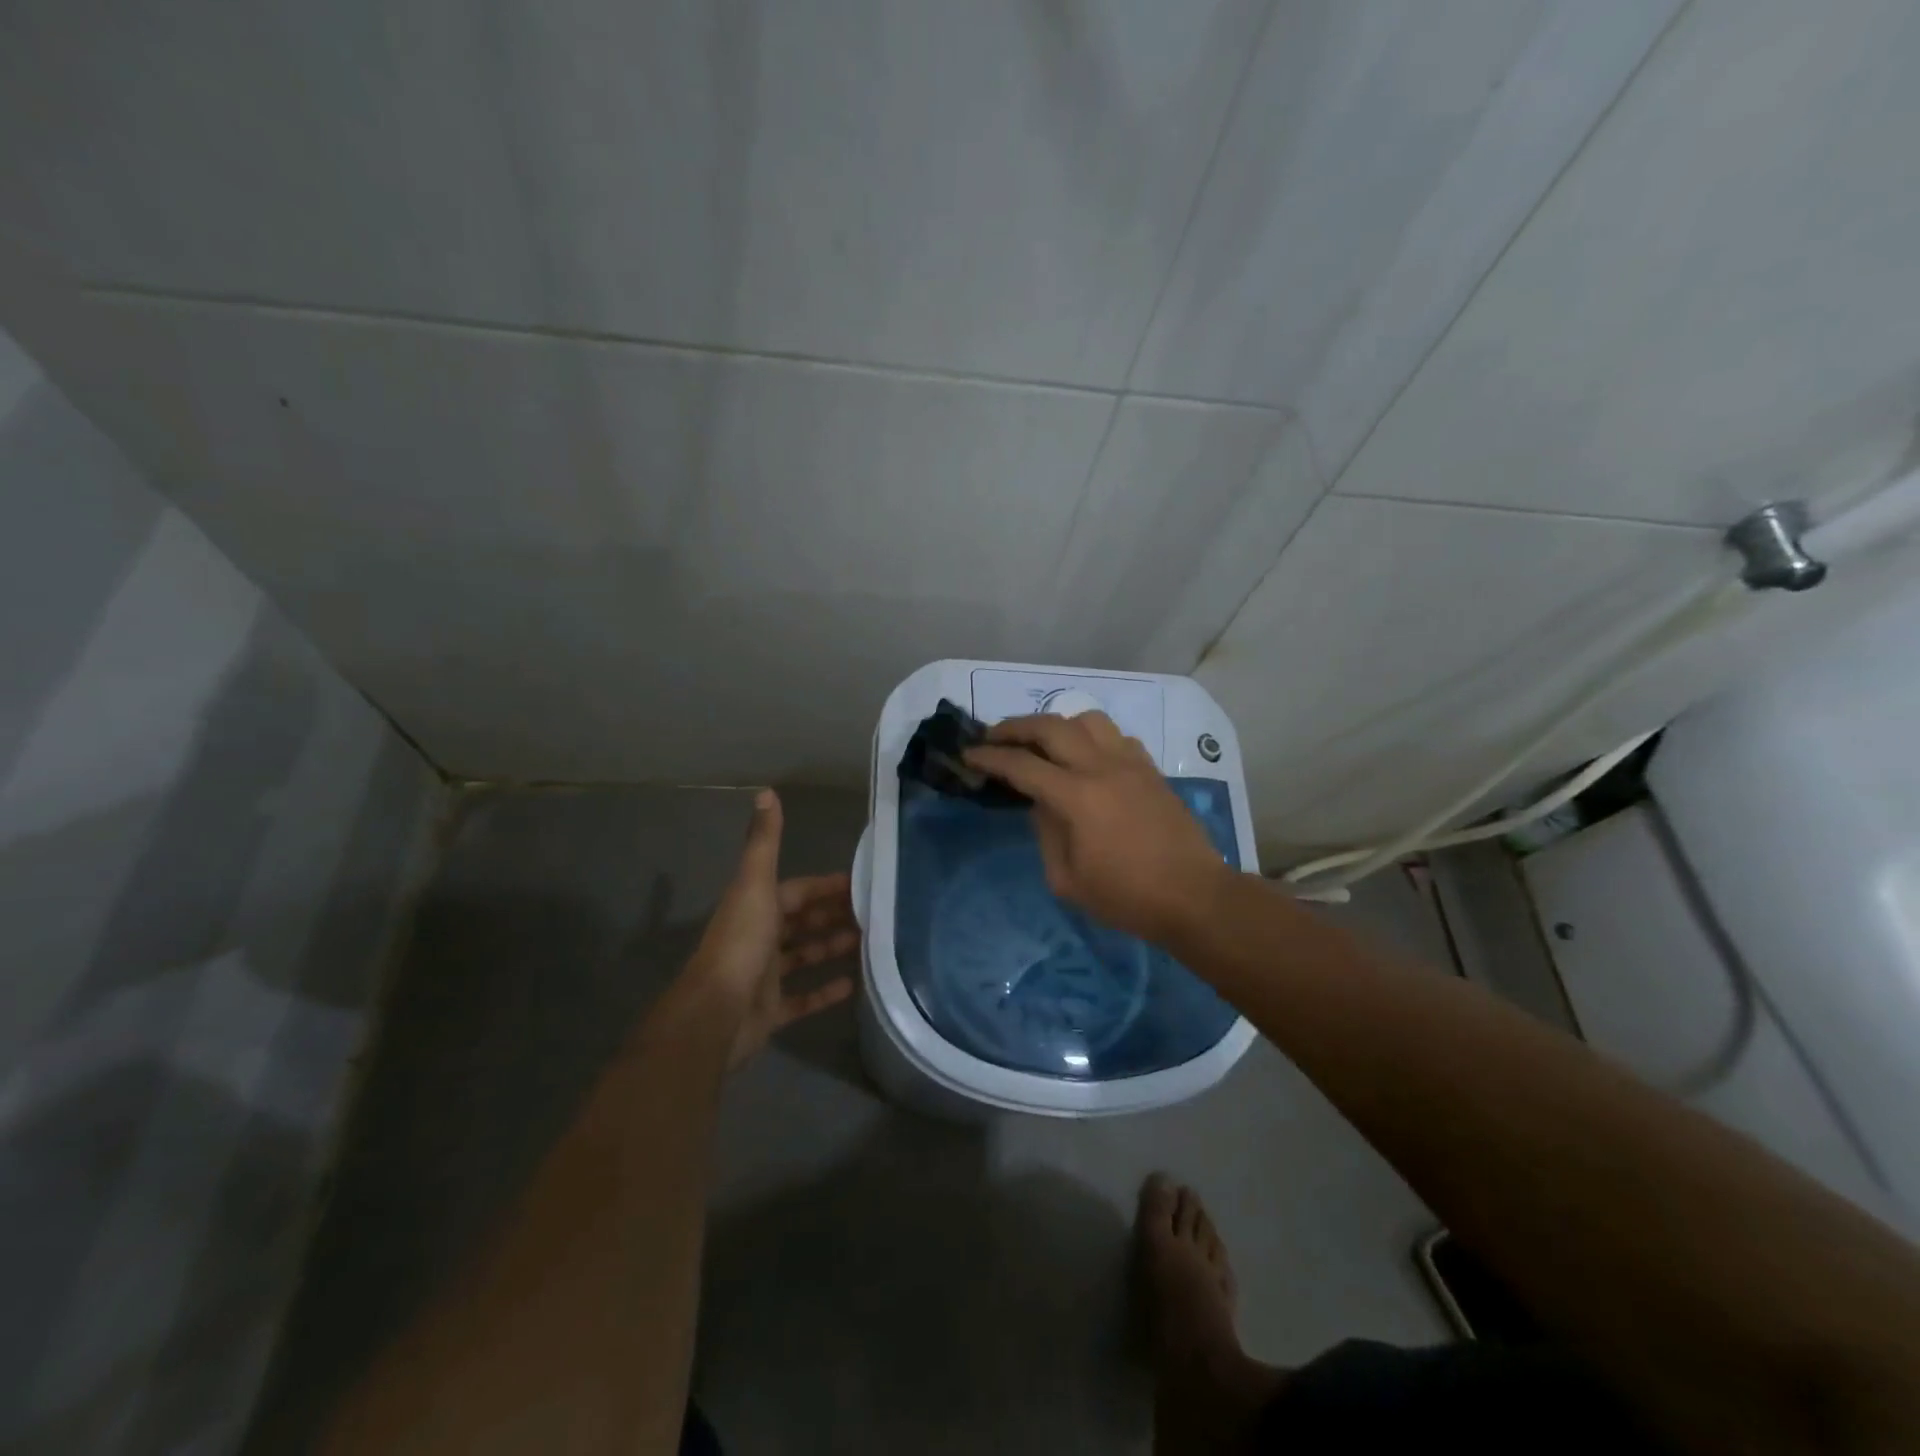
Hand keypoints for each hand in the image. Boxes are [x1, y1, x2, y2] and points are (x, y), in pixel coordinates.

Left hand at [684, 790, 859, 1067]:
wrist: (716, 1013)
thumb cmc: (741, 943)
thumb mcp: (755, 885)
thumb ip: (764, 841)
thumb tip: (765, 791)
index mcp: (757, 906)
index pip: (797, 890)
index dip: (825, 886)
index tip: (859, 882)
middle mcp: (760, 937)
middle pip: (802, 921)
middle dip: (833, 915)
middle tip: (873, 914)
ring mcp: (765, 976)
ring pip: (804, 956)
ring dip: (832, 947)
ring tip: (870, 943)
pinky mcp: (771, 1010)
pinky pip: (802, 998)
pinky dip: (825, 990)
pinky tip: (853, 984)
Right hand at [965, 712, 1229, 943]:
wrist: (1193, 896)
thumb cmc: (1126, 897)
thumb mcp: (1067, 879)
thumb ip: (1045, 833)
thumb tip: (1040, 803)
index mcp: (1077, 797)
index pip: (1022, 765)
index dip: (990, 757)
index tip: (968, 754)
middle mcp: (1102, 767)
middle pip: (1051, 726)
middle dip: (1015, 727)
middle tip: (994, 737)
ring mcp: (1131, 763)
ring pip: (1088, 720)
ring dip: (1058, 725)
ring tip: (1043, 744)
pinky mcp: (1150, 769)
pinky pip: (1116, 736)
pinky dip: (1092, 738)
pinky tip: (1087, 758)